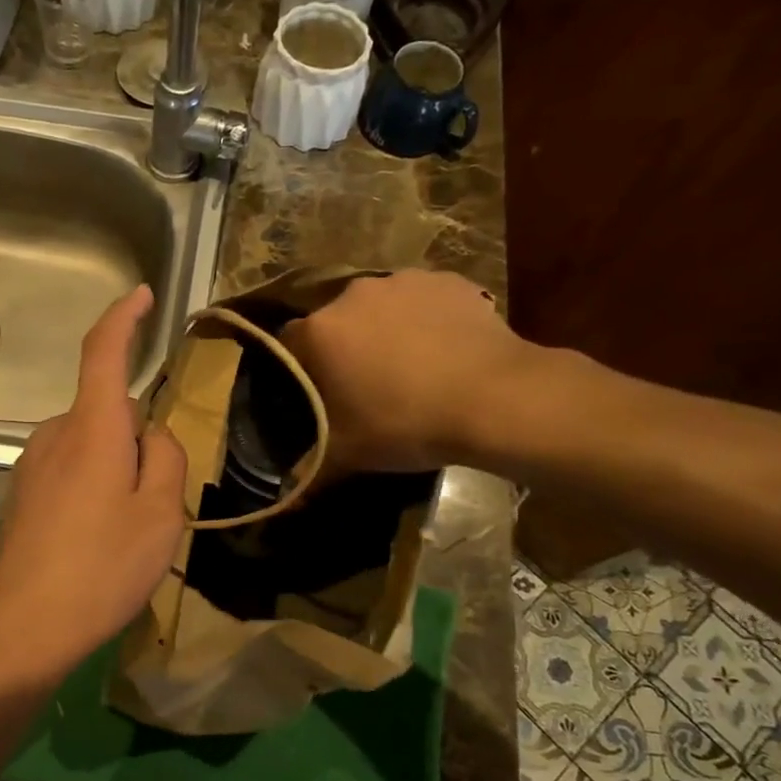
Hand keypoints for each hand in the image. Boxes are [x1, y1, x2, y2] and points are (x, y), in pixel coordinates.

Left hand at [0, 285, 187, 685]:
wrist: (27, 624)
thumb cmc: (104, 566)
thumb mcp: (160, 514)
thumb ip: (165, 457)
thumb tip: (151, 434)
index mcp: (92, 428)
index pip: (103, 353)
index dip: (122, 318)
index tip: (140, 296)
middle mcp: (54, 434)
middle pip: (107, 413)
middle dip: (136, 441)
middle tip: (153, 503)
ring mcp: (30, 464)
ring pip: (89, 445)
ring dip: (113, 469)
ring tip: (122, 532)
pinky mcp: (20, 493)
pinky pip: (68, 469)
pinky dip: (89, 488)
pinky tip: (91, 540)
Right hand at [281, 269, 542, 474]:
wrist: (497, 399)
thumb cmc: (407, 425)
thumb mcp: (348, 455)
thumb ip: (308, 469)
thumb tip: (282, 499)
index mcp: (319, 332)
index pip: (288, 345)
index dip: (300, 371)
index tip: (317, 394)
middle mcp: (351, 295)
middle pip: (335, 323)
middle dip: (344, 348)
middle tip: (365, 384)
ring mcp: (402, 281)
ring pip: (378, 308)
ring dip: (383, 330)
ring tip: (408, 366)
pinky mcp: (446, 280)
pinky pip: (421, 300)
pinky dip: (424, 320)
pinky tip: (442, 350)